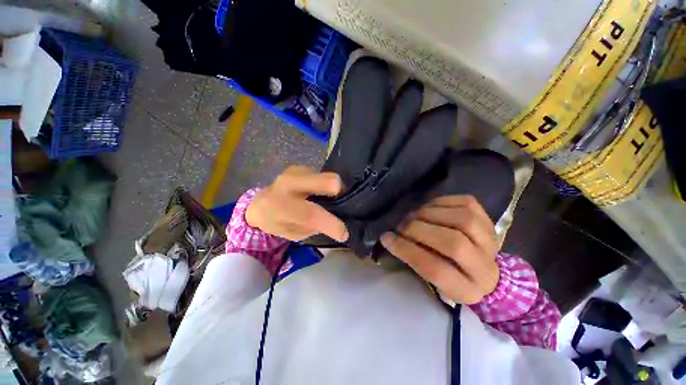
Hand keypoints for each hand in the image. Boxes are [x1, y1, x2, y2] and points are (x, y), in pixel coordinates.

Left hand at [246, 166, 348, 241]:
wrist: (260, 202)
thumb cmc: (276, 221)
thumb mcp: (292, 233)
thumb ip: (312, 227)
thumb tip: (334, 222)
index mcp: (280, 205)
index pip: (310, 214)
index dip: (331, 224)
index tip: (344, 234)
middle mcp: (288, 183)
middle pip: (323, 180)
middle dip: (337, 189)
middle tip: (340, 201)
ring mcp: (296, 171)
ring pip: (326, 176)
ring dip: (331, 190)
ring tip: (325, 199)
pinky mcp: (301, 167)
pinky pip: (322, 176)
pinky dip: (324, 186)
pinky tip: (317, 193)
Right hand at [380, 195, 498, 304]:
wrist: (485, 271)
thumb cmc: (450, 276)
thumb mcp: (432, 281)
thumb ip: (415, 260)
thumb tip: (390, 237)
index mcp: (466, 290)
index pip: (436, 270)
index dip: (407, 251)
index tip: (386, 238)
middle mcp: (485, 268)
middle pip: (453, 243)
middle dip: (419, 229)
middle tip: (401, 225)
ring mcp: (490, 241)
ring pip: (462, 220)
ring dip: (430, 213)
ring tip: (414, 215)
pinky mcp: (488, 220)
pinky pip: (465, 203)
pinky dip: (442, 202)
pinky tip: (428, 207)